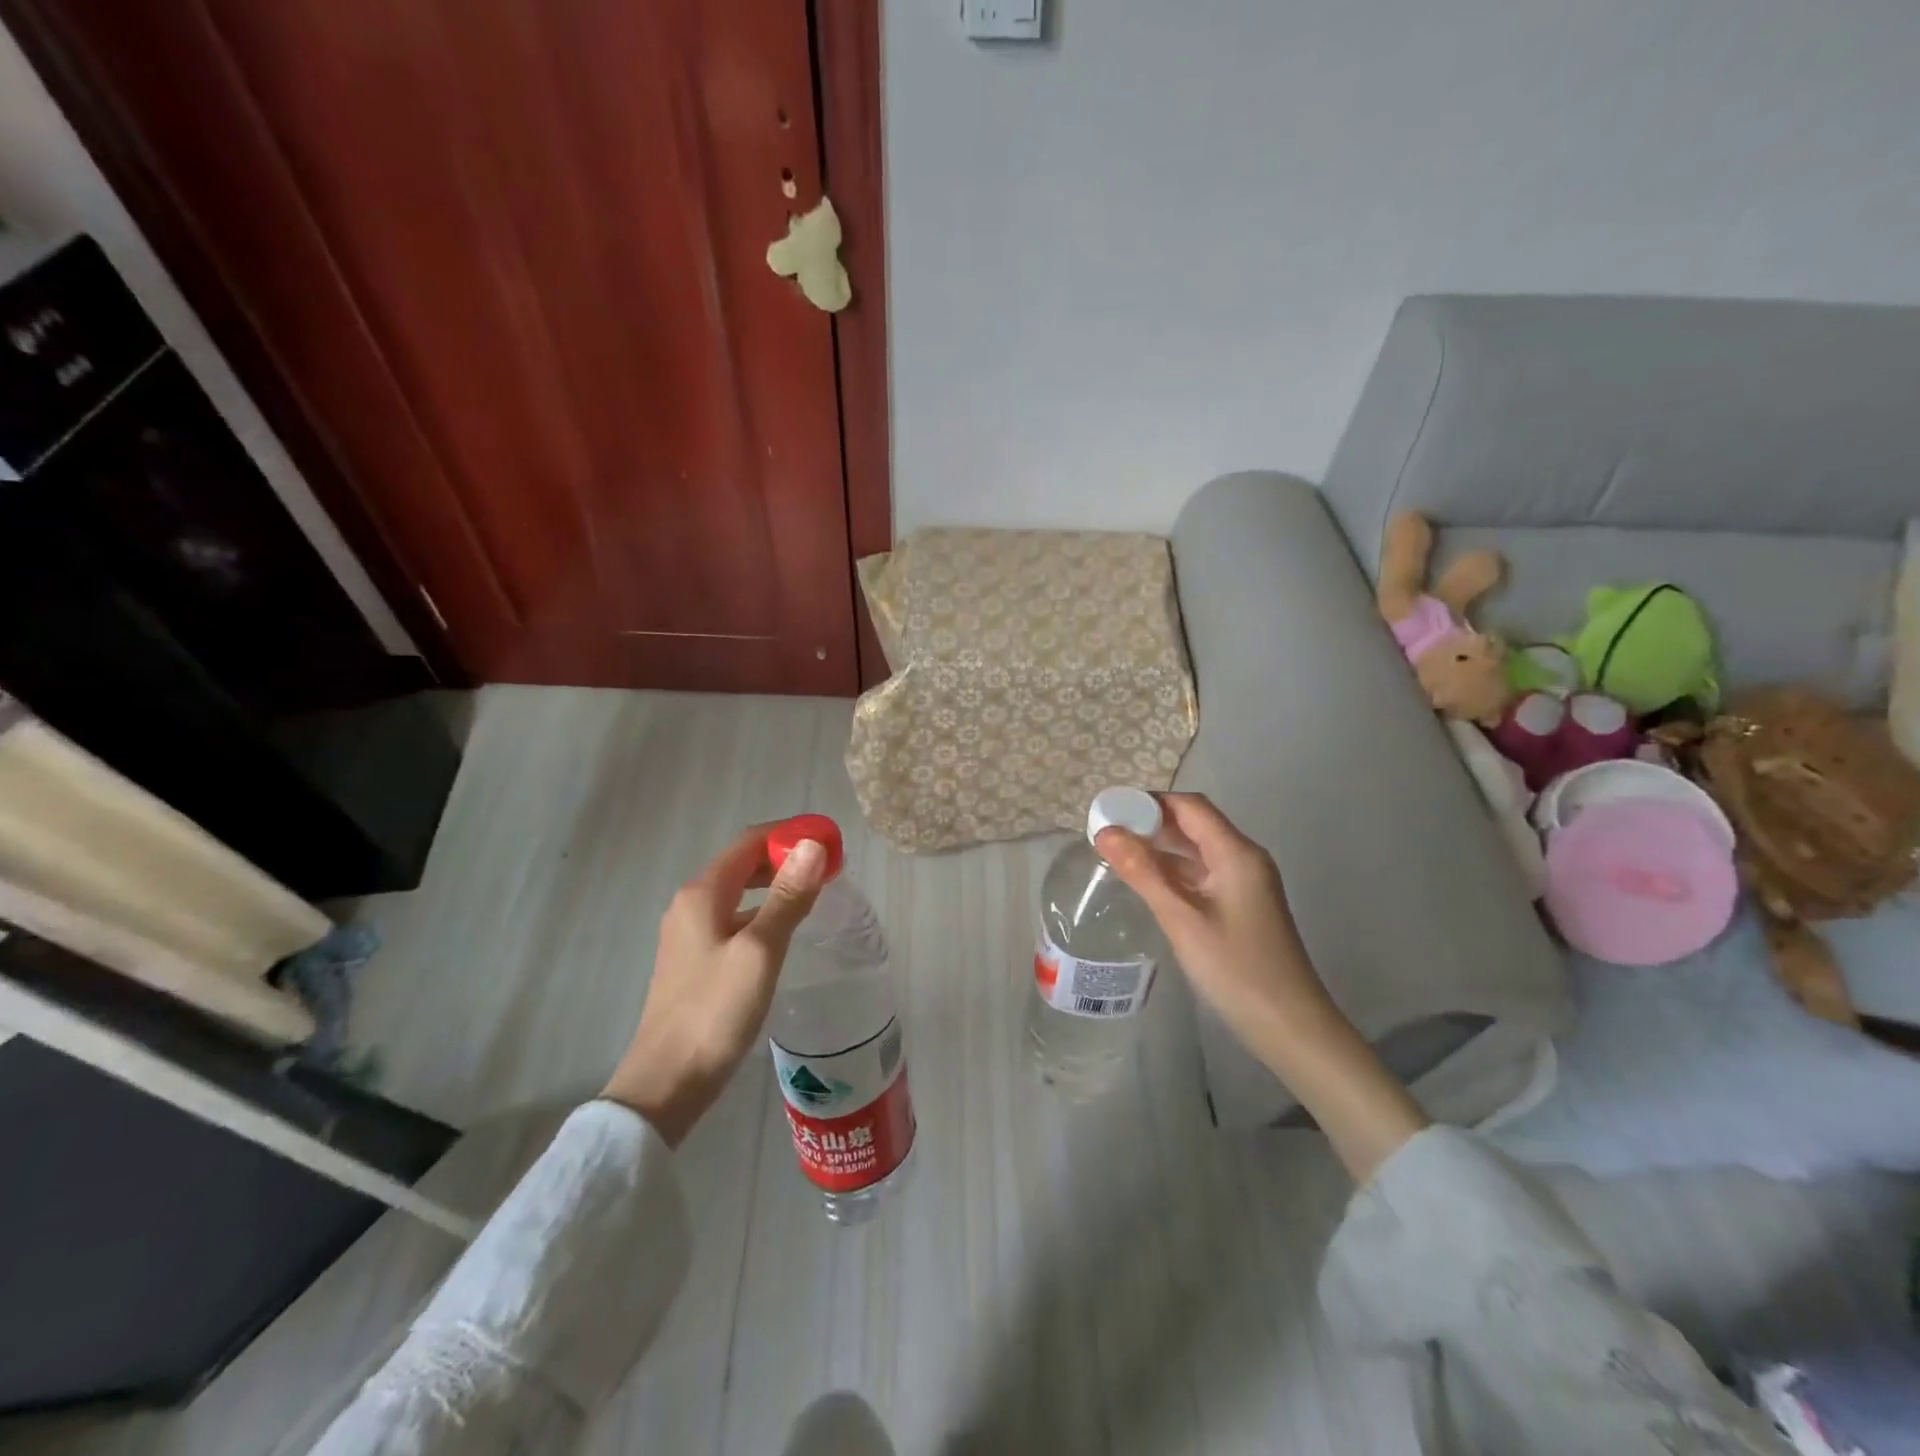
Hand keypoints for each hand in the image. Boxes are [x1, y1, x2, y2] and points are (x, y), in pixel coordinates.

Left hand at [602, 825, 827, 1146]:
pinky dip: (763, 910)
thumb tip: (813, 846)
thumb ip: (787, 897)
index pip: (750, 842)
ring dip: (776, 884)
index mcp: (703, 894)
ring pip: (739, 892)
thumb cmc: (715, 1012)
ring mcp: (689, 934)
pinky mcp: (695, 960)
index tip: (830, 840)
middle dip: (785, 857)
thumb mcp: (760, 951)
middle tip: (830, 867)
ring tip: (815, 892)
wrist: (666, 1083)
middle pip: (743, 863)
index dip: (789, 834)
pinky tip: (783, 929)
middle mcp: (691, 904)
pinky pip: (734, 917)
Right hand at [1095, 793, 1327, 1052]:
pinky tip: (1146, 882)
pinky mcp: (1241, 905)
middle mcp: (1244, 859)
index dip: (1149, 801)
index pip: (1190, 806)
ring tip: (1117, 853)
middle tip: (1106, 831)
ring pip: (1197, 850)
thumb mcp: (1182, 919)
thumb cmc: (1236, 969)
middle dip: (1151, 822)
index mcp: (1236, 853)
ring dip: (1160, 847)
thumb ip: (1143, 872)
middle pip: (1194, 824)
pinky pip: (1202, 873)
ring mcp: (1245, 883)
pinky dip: (1173, 870)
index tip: (1110, 809)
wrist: (1290, 1026)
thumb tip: (1105, 833)